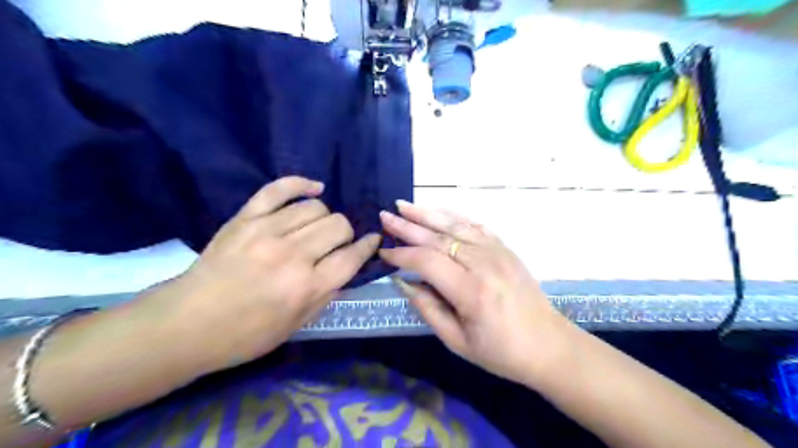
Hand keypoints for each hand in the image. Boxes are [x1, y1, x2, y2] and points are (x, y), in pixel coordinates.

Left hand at [147, 176, 382, 372]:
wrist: (187, 324)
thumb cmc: (246, 334)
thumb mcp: (298, 325)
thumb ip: (328, 293)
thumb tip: (349, 265)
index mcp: (307, 287)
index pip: (352, 257)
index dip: (368, 247)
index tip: (372, 241)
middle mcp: (293, 255)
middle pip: (338, 225)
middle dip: (345, 234)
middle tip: (336, 244)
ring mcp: (267, 231)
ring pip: (316, 207)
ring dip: (324, 217)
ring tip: (316, 228)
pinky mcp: (246, 218)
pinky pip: (279, 189)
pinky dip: (301, 184)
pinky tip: (314, 188)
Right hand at [379, 201, 573, 385]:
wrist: (548, 344)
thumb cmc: (501, 352)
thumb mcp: (457, 342)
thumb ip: (428, 308)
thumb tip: (403, 281)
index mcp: (471, 291)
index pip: (427, 262)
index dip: (402, 255)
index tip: (383, 252)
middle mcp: (484, 264)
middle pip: (439, 238)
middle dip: (408, 226)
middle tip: (384, 216)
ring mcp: (497, 252)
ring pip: (456, 225)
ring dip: (427, 213)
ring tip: (403, 205)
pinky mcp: (505, 248)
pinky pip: (475, 225)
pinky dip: (454, 216)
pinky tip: (437, 211)